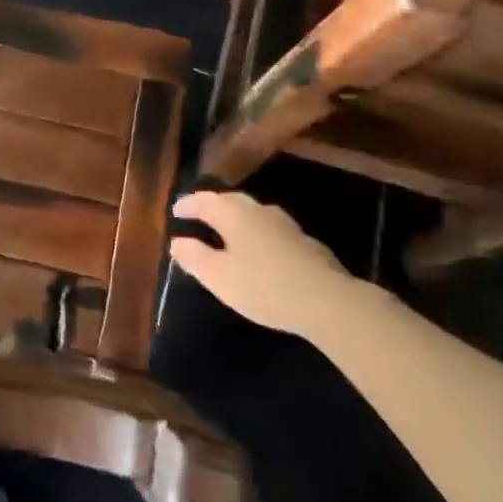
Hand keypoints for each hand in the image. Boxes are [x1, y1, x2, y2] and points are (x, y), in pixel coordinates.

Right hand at [170, 190, 353, 336]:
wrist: (327, 300)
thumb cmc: (263, 287)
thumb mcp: (218, 277)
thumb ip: (195, 257)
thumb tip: (178, 241)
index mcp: (233, 213)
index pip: (204, 201)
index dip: (188, 205)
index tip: (175, 210)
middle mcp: (258, 210)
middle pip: (230, 201)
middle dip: (212, 206)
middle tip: (198, 214)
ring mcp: (285, 224)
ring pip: (253, 213)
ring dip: (236, 217)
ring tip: (227, 229)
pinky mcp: (305, 241)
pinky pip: (270, 229)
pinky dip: (256, 232)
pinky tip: (260, 248)